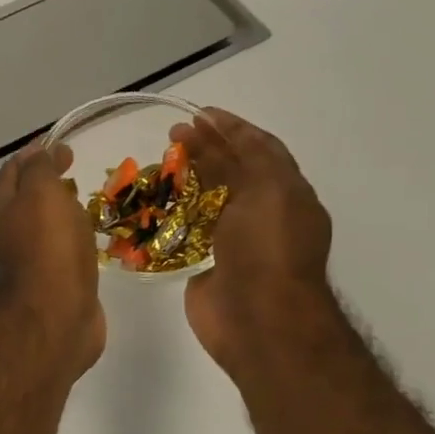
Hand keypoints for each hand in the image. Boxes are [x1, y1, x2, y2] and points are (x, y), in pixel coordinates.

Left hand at [0, 140, 105, 375]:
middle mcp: (5, 235)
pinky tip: (90, 240)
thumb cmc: (47, 248)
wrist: (55, 317)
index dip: (36, 154)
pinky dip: (72, 239)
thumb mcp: (41, 193)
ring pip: (42, 227)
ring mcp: (27, 262)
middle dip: (46, 182)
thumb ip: (39, 169)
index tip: (64, 145)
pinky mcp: (50, 284)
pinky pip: (60, 252)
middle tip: (75, 172)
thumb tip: (40, 152)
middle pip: (24, 200)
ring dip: (60, 212)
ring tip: (86, 202)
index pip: (12, 171)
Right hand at [172, 109, 337, 375]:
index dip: (232, 128)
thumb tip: (209, 134)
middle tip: (171, 135)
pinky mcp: (204, 265)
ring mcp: (233, 242)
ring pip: (206, 201)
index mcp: (286, 194)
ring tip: (156, 164)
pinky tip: (148, 204)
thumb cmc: (268, 250)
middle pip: (231, 172)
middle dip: (204, 150)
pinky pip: (185, 233)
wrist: (258, 320)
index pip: (260, 149)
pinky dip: (169, 217)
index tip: (199, 113)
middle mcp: (262, 215)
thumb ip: (244, 158)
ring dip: (184, 181)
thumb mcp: (268, 190)